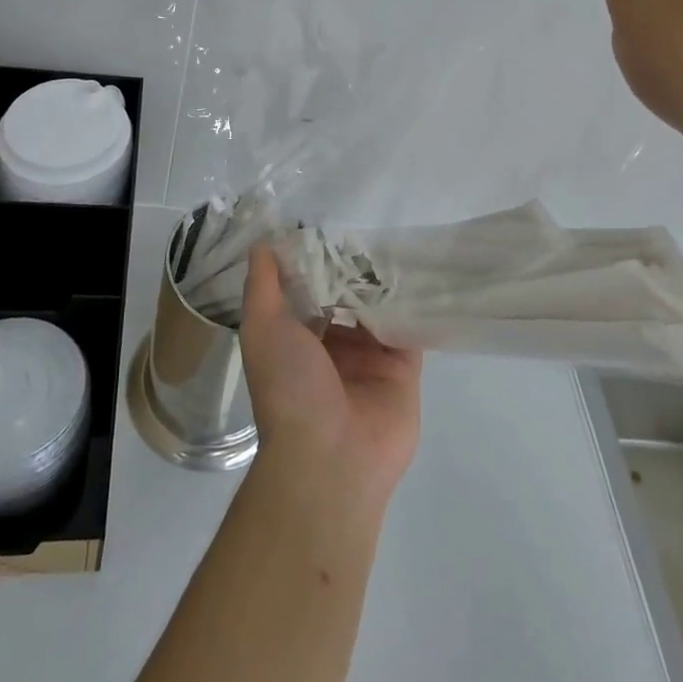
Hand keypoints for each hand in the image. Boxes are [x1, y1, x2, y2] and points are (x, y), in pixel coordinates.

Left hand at [238, 243, 421, 513]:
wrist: (329, 458)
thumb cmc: (288, 387)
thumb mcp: (262, 328)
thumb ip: (263, 286)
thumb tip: (262, 243)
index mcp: (297, 339)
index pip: (309, 290)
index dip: (317, 261)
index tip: (329, 224)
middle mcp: (333, 347)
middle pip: (347, 297)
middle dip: (355, 269)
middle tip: (371, 225)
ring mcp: (370, 358)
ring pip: (380, 309)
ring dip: (385, 282)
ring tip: (397, 239)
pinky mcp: (403, 369)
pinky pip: (411, 329)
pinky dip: (414, 304)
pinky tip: (420, 271)